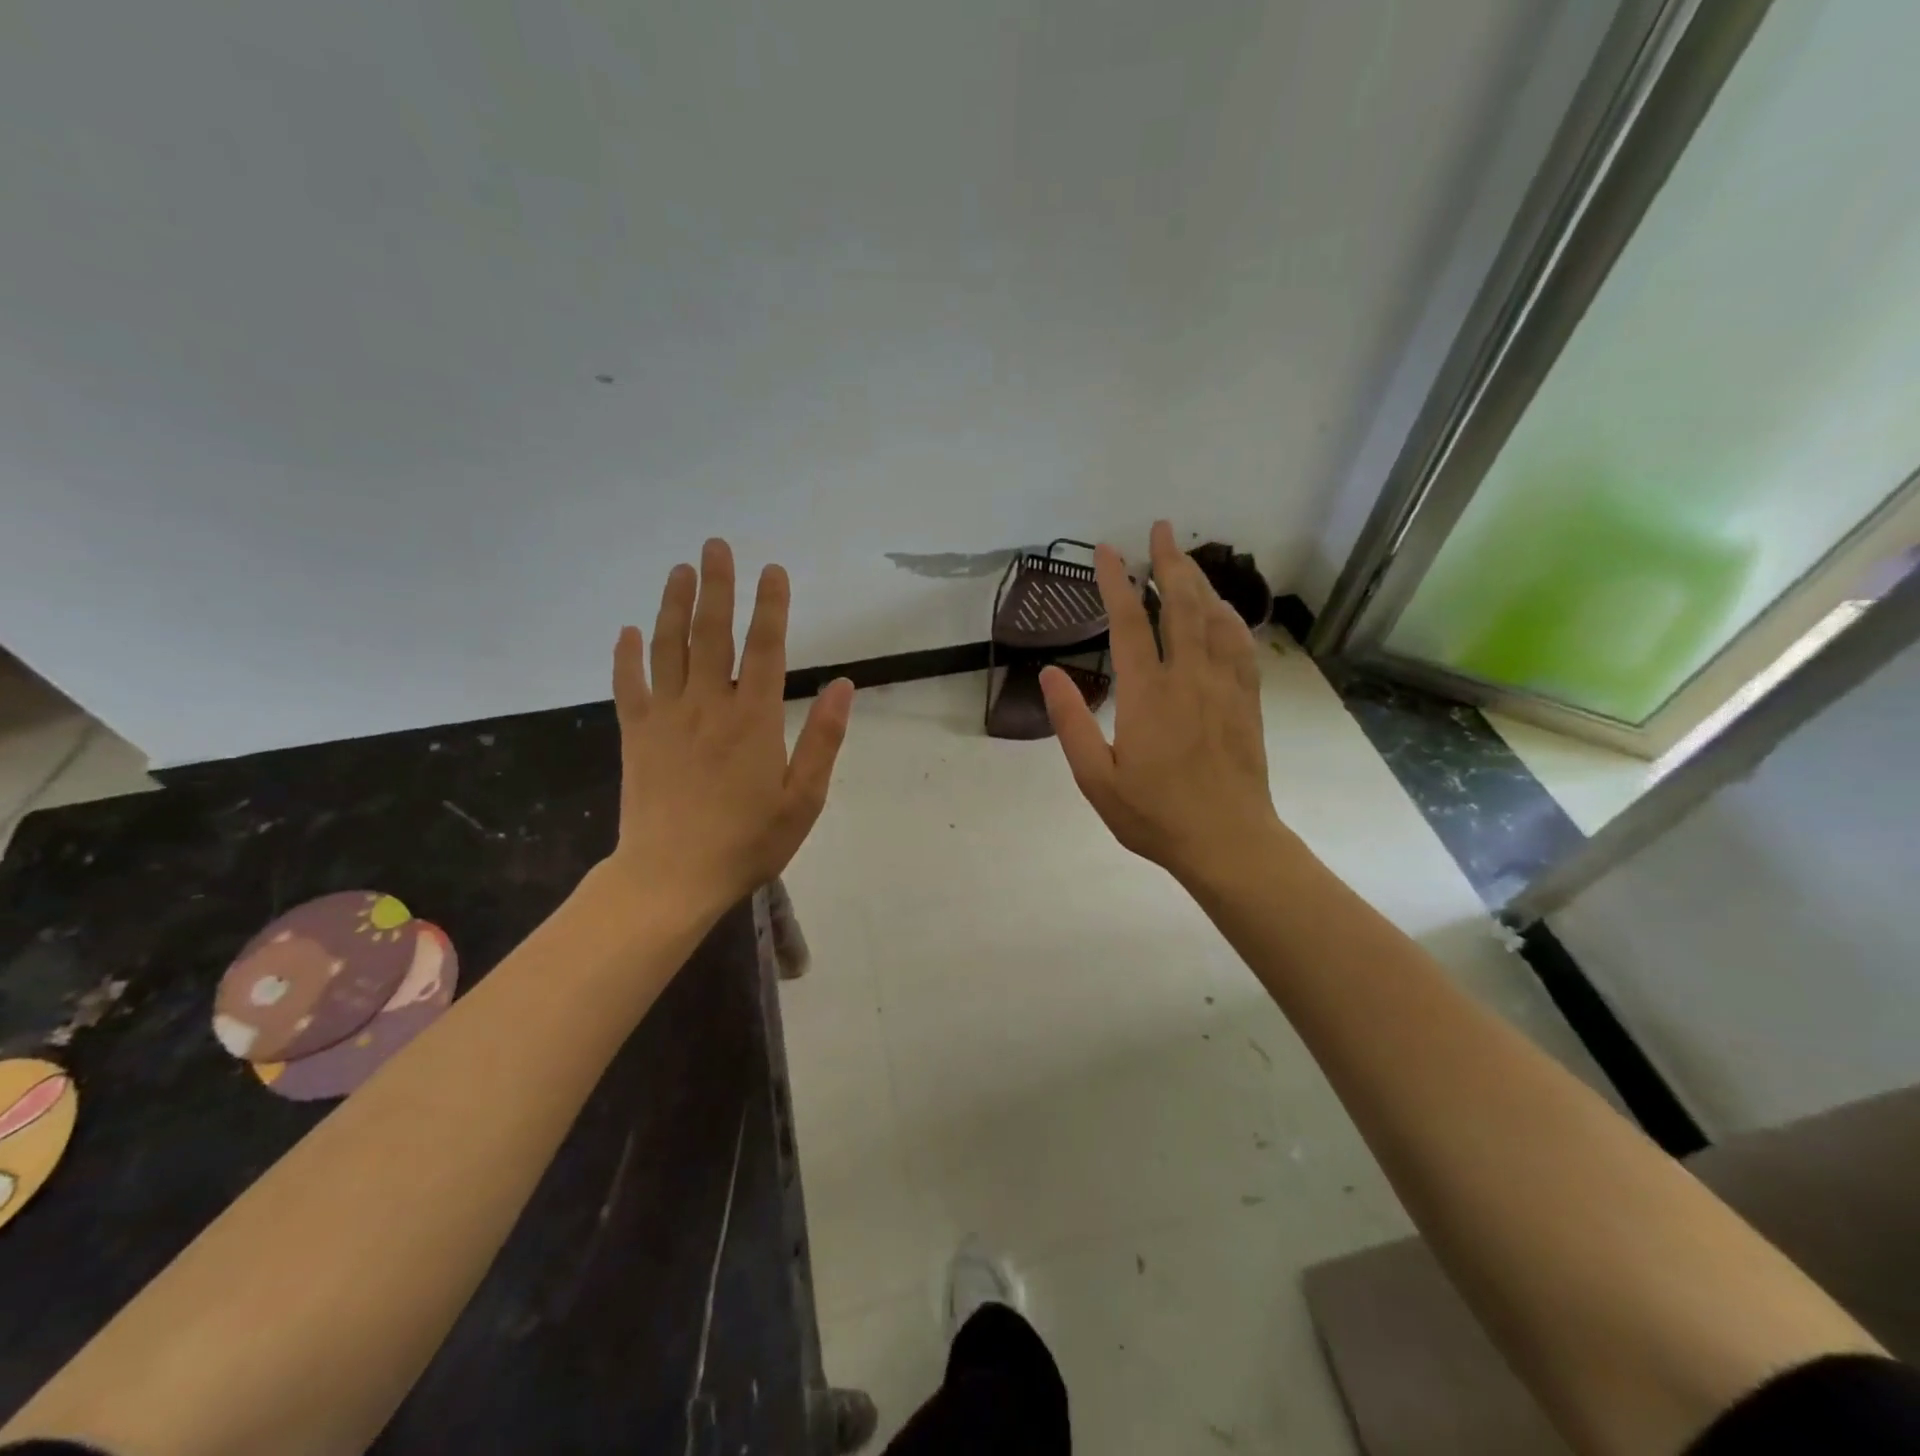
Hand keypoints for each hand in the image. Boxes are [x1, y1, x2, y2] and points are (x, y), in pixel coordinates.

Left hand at [604, 538, 854, 922]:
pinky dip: (627, 656)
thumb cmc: (747, 841)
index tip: (773, 570)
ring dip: (674, 605)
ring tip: (679, 570)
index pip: (764, 648)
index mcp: (752, 719)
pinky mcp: (636, 735)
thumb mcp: (803, 798)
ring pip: (668, 648)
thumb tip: (845, 685)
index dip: (770, 606)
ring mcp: (666, 717)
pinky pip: (629, 685)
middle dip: (717, 587)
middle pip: (712, 634)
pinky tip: (627, 631)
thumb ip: (823, 739)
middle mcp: (707, 706)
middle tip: (716, 546)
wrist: (671, 878)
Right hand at [1040, 520, 1285, 889]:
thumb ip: (1071, 722)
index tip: (1107, 550)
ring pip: (1214, 618)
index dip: (1116, 581)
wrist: (1227, 841)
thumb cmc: (1154, 815)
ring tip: (1185, 557)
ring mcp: (1224, 686)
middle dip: (1168, 561)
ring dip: (1199, 581)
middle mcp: (1188, 678)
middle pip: (1180, 605)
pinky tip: (1223, 608)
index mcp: (1147, 694)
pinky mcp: (1247, 700)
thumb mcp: (1095, 778)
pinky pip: (1241, 644)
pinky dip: (1230, 616)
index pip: (1129, 622)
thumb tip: (1049, 672)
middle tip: (1159, 528)